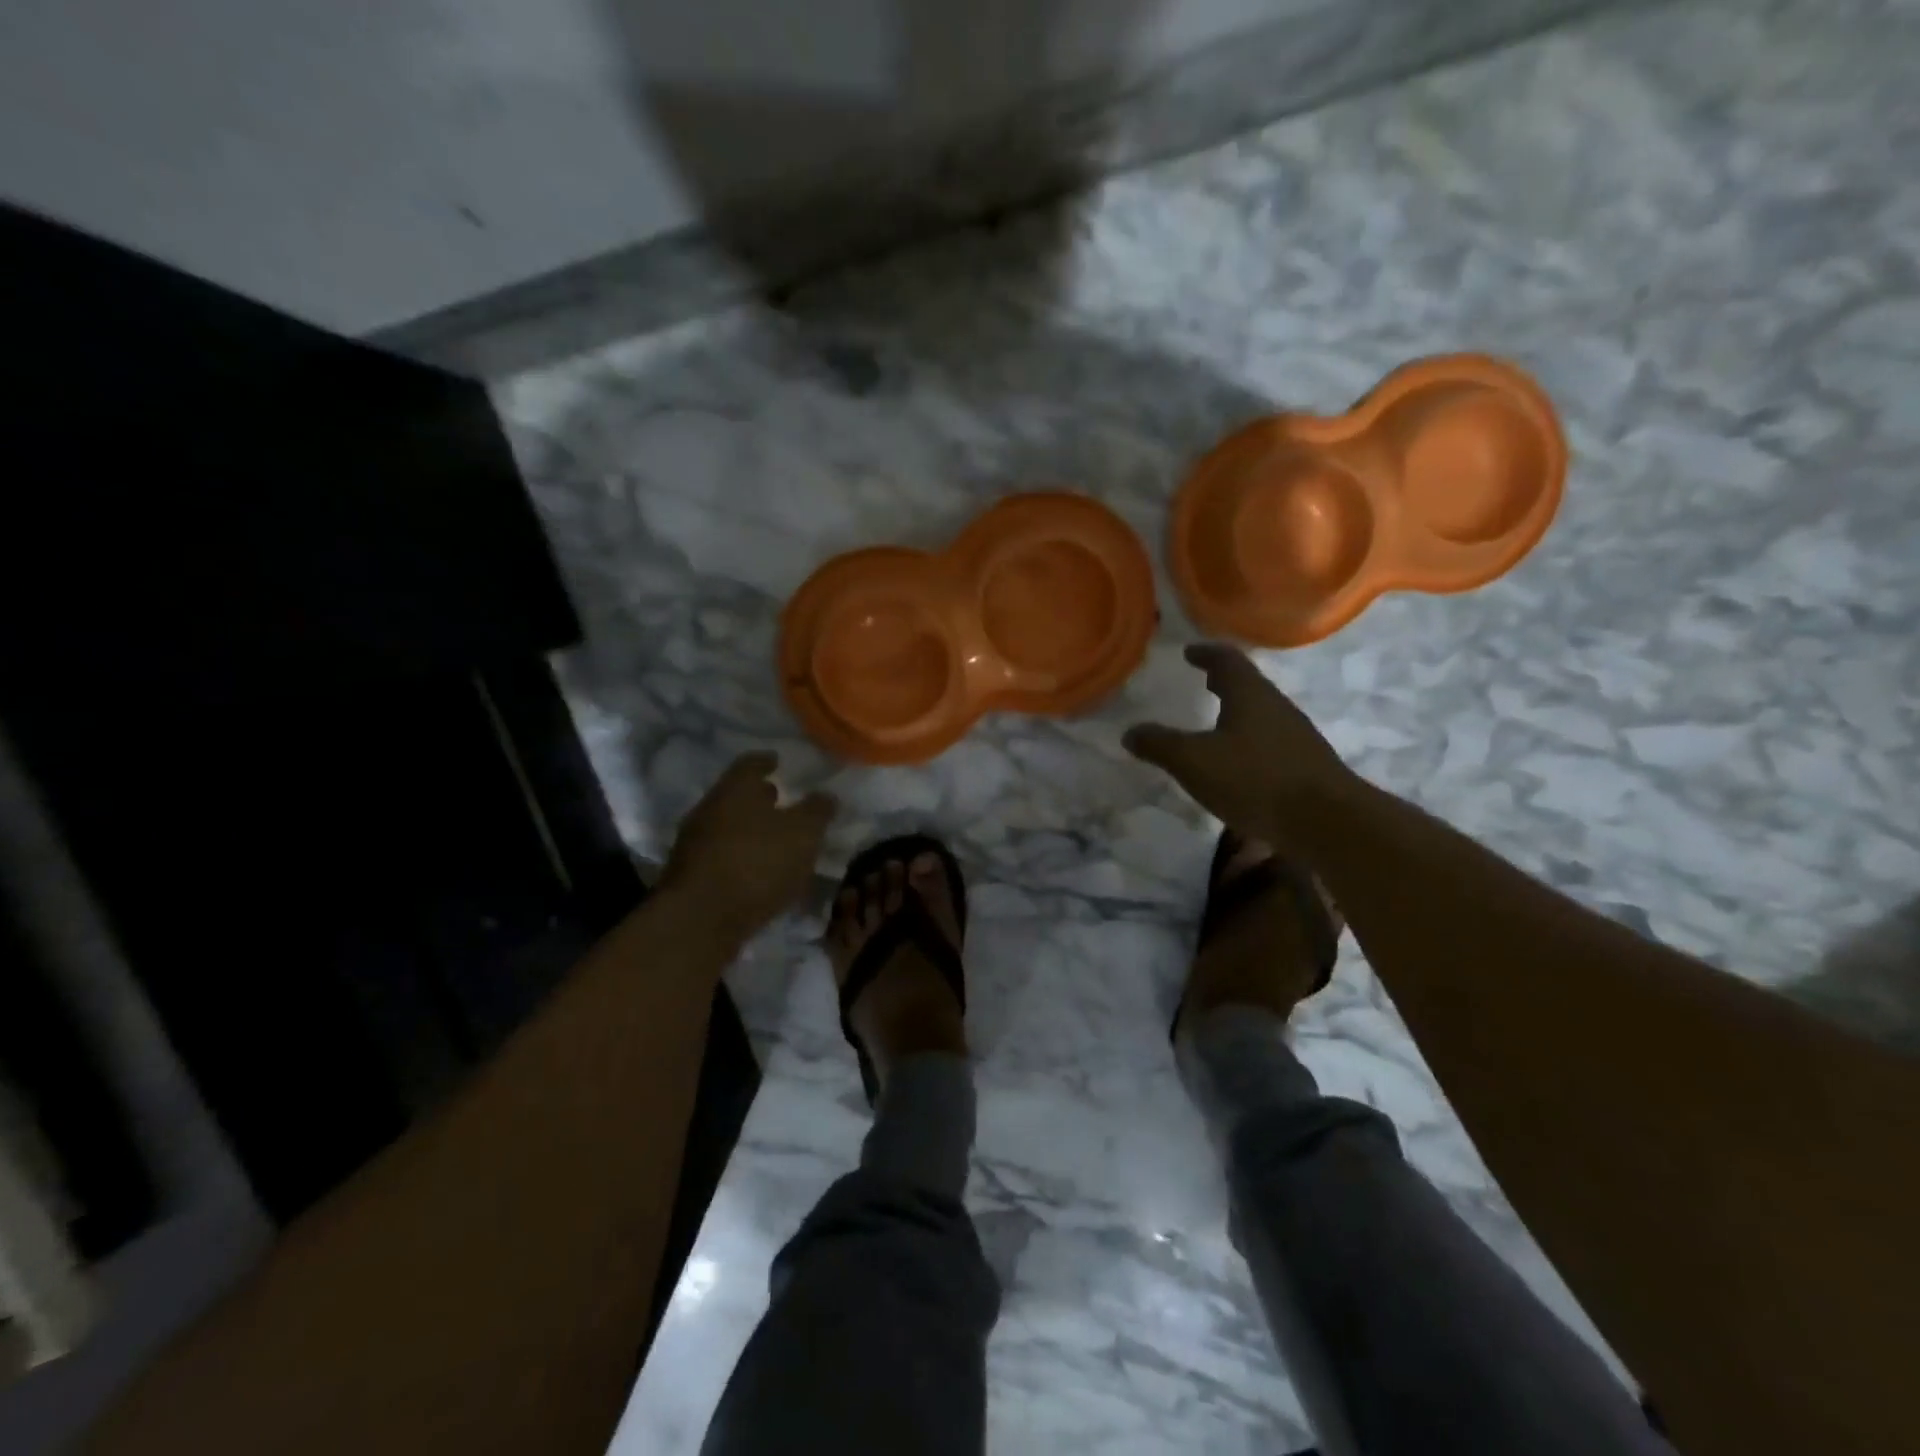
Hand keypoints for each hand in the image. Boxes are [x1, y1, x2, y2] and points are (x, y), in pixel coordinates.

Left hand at [659, 752, 836, 945]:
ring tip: (774, 839)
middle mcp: (709, 809)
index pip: (750, 763)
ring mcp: (694, 844)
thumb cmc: (758, 863)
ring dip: (749, 829)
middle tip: (779, 799)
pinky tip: (757, 871)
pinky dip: (740, 856)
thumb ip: (817, 812)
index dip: (766, 761)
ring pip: (726, 826)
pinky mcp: (690, 876)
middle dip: (757, 797)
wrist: (700, 920)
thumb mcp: (803, 834)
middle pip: (735, 795)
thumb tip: (826, 796)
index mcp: (735, 789)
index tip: (777, 761)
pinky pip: (721, 856)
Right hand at [1123, 644, 1355, 842]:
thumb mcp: (1194, 762)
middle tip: (1203, 682)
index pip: (1227, 660)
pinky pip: (1271, 741)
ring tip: (1216, 723)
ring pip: (1262, 714)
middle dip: (1224, 682)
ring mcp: (1296, 736)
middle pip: (1249, 685)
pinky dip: (1249, 741)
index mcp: (1250, 694)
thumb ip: (1160, 745)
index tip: (1190, 652)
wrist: (1327, 822)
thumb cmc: (1255, 779)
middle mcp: (1276, 707)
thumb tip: (1130, 732)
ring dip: (1238, 713)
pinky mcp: (1306, 764)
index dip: (1206, 653)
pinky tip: (1239, 763)